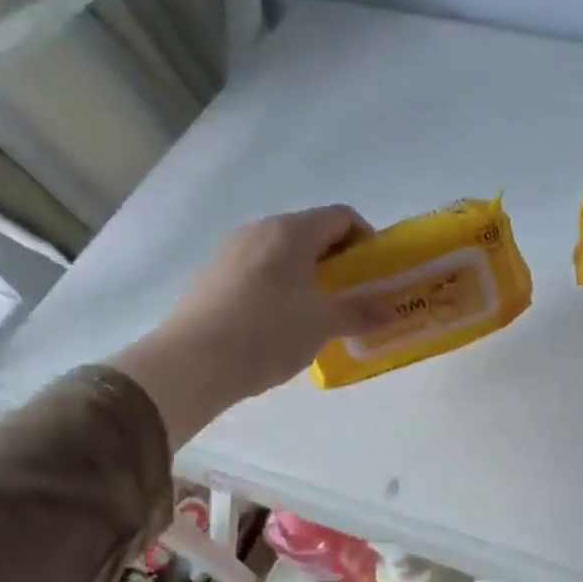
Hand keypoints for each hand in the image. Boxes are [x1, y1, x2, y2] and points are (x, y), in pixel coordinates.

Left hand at [111, 205, 380, 444]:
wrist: (191, 364)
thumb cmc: (267, 333)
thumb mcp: (322, 325)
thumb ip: (360, 313)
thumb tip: (391, 312)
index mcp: (291, 232)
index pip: (341, 217)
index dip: (365, 239)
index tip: (374, 271)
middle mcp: (260, 231)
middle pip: (311, 231)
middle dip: (338, 259)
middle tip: (352, 293)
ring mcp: (231, 251)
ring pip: (283, 251)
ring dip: (308, 272)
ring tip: (318, 309)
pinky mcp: (212, 275)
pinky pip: (259, 268)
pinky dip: (280, 284)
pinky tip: (280, 320)